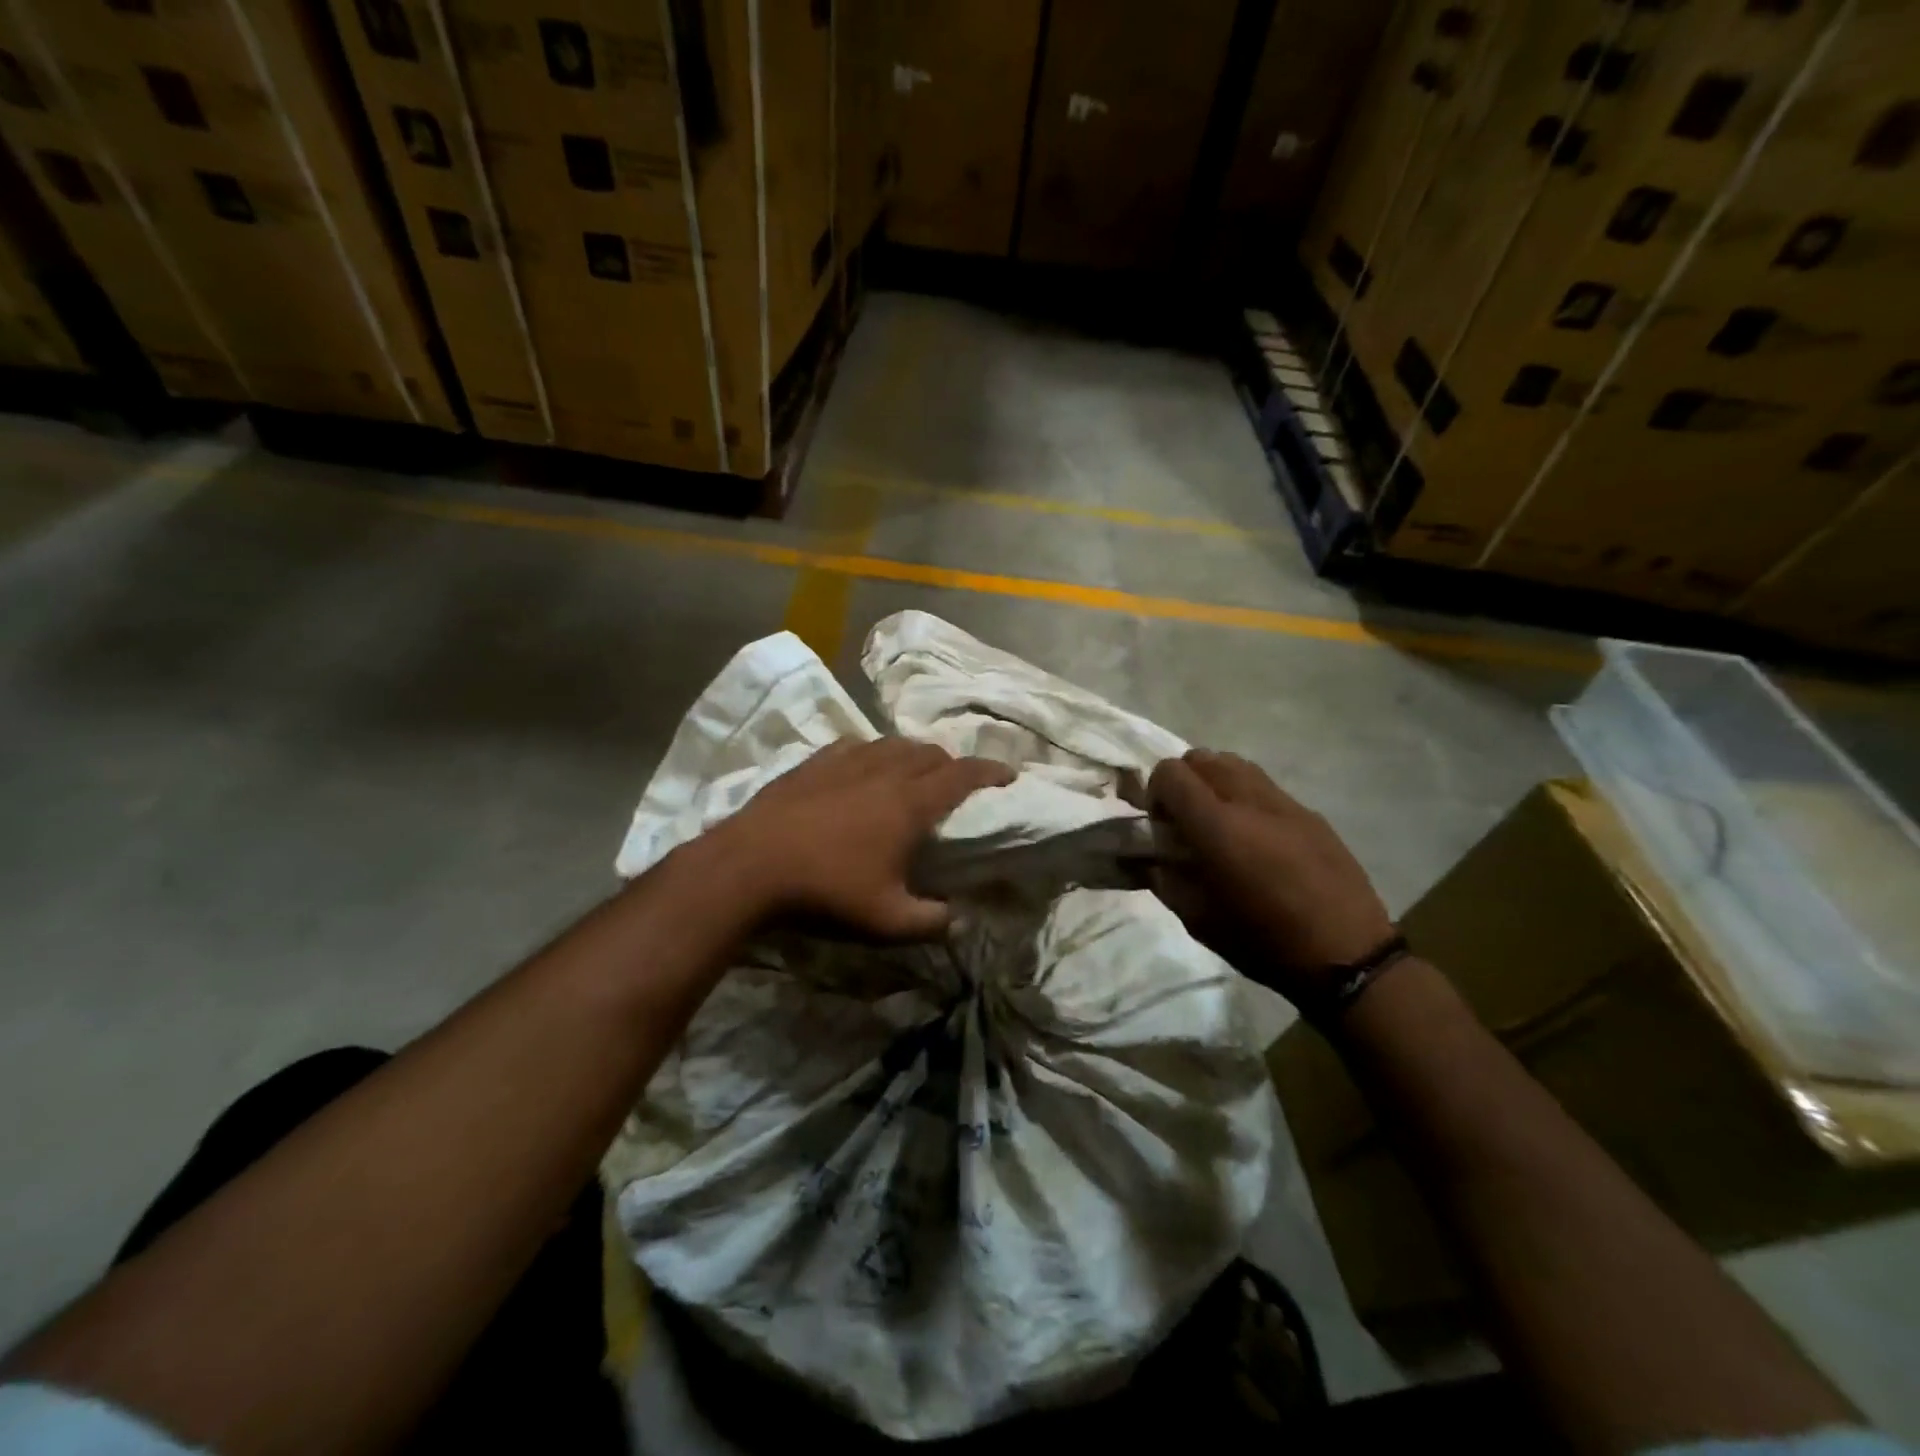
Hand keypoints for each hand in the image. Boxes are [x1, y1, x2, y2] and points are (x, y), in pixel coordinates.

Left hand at [708, 737, 1014, 940]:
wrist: (750, 867)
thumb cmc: (826, 891)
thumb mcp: (887, 922)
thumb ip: (932, 922)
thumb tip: (958, 920)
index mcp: (910, 803)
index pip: (963, 775)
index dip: (991, 771)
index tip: (1009, 774)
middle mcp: (884, 771)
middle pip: (930, 753)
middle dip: (952, 764)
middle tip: (956, 785)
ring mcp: (846, 761)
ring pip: (893, 744)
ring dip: (913, 755)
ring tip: (914, 773)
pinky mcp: (814, 762)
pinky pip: (855, 746)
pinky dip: (873, 753)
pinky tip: (863, 767)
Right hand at [1145, 750, 1394, 1002]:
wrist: (1347, 955)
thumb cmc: (1263, 942)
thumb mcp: (1198, 920)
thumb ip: (1164, 878)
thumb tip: (1146, 857)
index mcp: (1216, 826)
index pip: (1170, 772)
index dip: (1155, 792)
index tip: (1161, 825)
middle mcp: (1248, 801)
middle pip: (1201, 757)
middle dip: (1184, 782)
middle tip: (1187, 821)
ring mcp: (1284, 802)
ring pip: (1235, 763)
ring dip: (1215, 782)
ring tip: (1221, 823)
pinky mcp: (1310, 813)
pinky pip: (1265, 785)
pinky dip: (1247, 797)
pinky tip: (1257, 838)